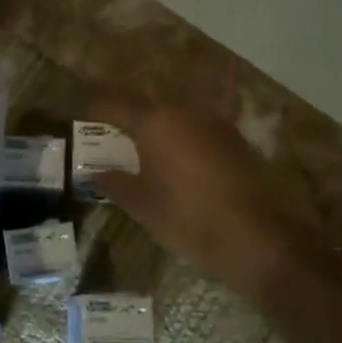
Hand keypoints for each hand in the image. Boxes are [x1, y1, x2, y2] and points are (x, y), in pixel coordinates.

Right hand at [88, 99, 318, 300]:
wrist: (260, 239)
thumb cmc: (190, 220)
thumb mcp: (143, 206)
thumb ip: (116, 184)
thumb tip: (96, 174)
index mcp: (155, 122)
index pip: (114, 103)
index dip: (94, 108)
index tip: (81, 116)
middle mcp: (185, 112)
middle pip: (147, 104)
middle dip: (126, 114)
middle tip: (108, 131)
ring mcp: (215, 124)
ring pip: (175, 114)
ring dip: (156, 125)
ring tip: (140, 145)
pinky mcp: (236, 140)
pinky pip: (197, 129)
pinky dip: (180, 137)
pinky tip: (176, 159)